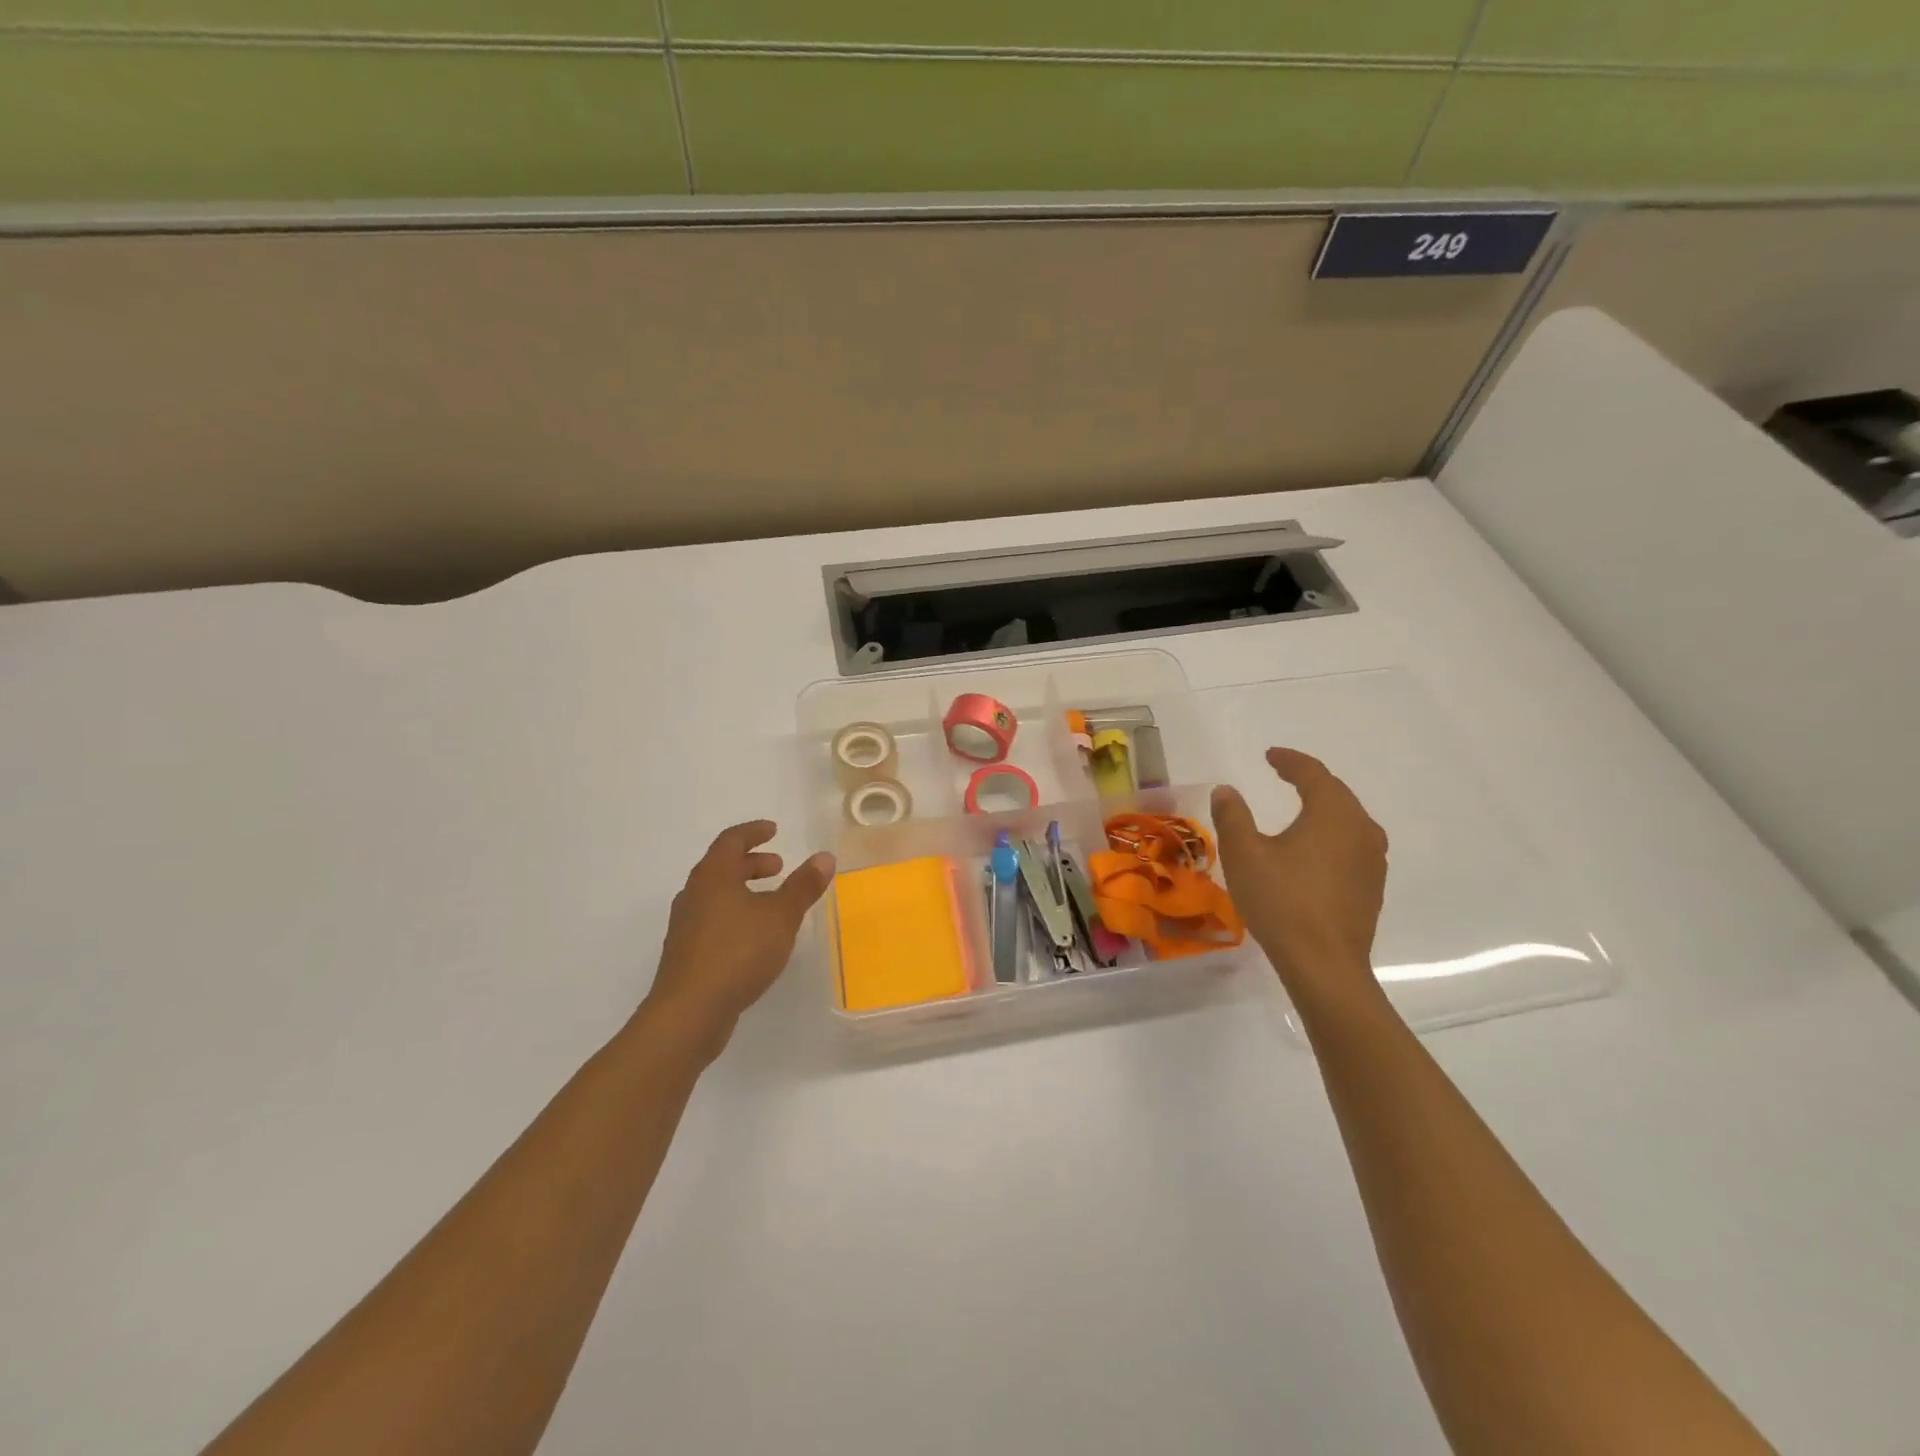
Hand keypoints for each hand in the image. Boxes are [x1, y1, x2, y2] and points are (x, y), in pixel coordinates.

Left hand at [642, 821, 834, 1057]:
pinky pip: (713, 919)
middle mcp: (694, 894)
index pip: (731, 840)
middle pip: (721, 866)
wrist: (688, 1013)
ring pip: (716, 894)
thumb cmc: (737, 953)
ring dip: (743, 889)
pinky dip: (735, 913)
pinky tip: (754, 936)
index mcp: (713, 876)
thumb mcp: (781, 917)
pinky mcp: (686, 953)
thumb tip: (824, 857)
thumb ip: (803, 886)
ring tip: (771, 902)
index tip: (774, 830)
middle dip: (751, 862)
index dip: (754, 832)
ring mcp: (686, 925)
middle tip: (778, 867)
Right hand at [1211, 748, 1387, 1009]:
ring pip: (1348, 821)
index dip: (1290, 761)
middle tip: (1284, 775)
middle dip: (1309, 781)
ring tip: (1301, 810)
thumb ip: (1233, 816)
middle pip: (1336, 794)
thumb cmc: (1281, 900)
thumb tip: (1227, 790)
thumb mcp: (1243, 853)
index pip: (1313, 773)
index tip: (1270, 755)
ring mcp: (1373, 861)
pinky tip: (1314, 852)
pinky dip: (1331, 837)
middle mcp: (1362, 829)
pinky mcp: (1373, 888)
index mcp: (1333, 813)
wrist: (1324, 964)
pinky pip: (1352, 846)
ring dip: (1324, 809)